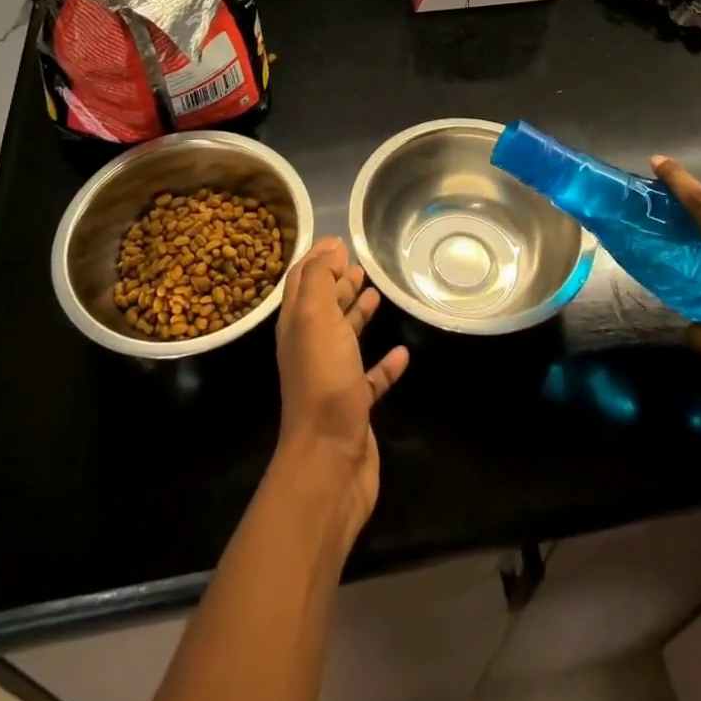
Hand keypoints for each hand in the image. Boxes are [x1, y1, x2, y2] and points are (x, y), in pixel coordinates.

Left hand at [273, 238, 409, 538]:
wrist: (329, 460)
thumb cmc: (323, 381)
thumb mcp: (315, 319)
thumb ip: (320, 280)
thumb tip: (330, 248)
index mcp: (297, 326)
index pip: (303, 282)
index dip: (317, 259)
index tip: (339, 240)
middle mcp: (312, 348)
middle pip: (323, 307)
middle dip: (338, 282)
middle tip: (360, 264)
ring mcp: (333, 378)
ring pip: (345, 337)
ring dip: (358, 314)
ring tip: (377, 294)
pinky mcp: (356, 405)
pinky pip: (371, 376)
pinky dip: (384, 364)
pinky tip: (402, 352)